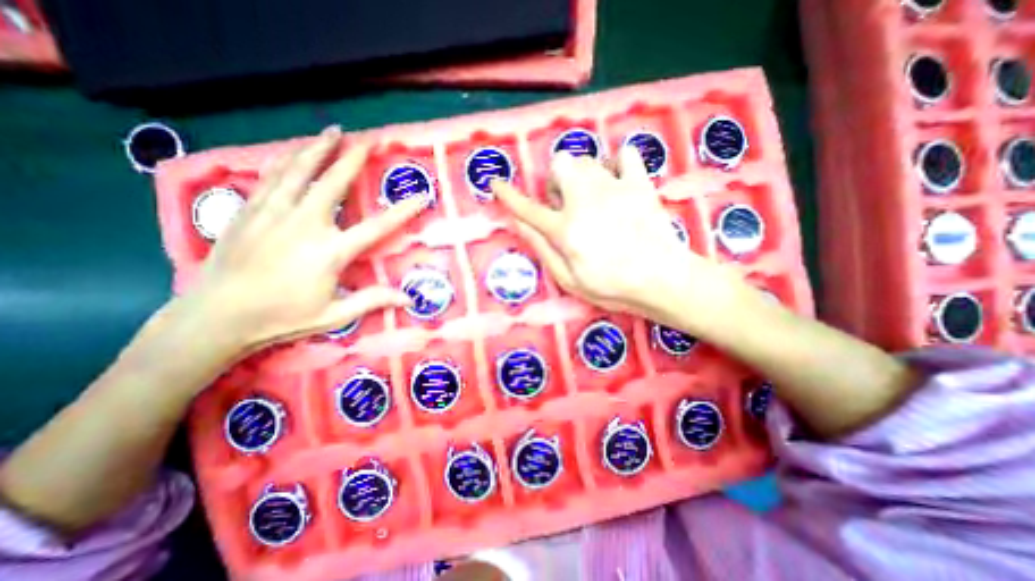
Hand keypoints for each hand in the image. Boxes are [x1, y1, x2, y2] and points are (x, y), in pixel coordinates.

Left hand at [177, 126, 423, 352]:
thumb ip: (373, 300)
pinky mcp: (248, 211)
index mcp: (331, 251)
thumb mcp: (335, 314)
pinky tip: (291, 152)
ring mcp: (273, 213)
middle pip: (334, 183)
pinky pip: (270, 178)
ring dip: (318, 148)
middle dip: (353, 158)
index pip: (377, 226)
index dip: (403, 211)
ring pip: (298, 171)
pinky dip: (284, 161)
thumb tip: (409, 299)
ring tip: (332, 131)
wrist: (216, 316)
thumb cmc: (283, 317)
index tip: (421, 196)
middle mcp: (305, 225)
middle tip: (368, 139)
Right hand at [490, 147, 742, 332]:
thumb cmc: (612, 287)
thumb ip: (542, 248)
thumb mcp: (569, 279)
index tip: (495, 183)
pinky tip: (618, 183)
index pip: (528, 208)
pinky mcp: (639, 184)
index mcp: (566, 229)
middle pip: (560, 164)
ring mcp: (614, 187)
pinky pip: (625, 154)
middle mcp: (585, 200)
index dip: (508, 195)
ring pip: (587, 159)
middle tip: (567, 205)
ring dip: (581, 176)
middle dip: (557, 182)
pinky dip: (617, 164)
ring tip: (592, 199)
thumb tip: (518, 223)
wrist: (663, 280)